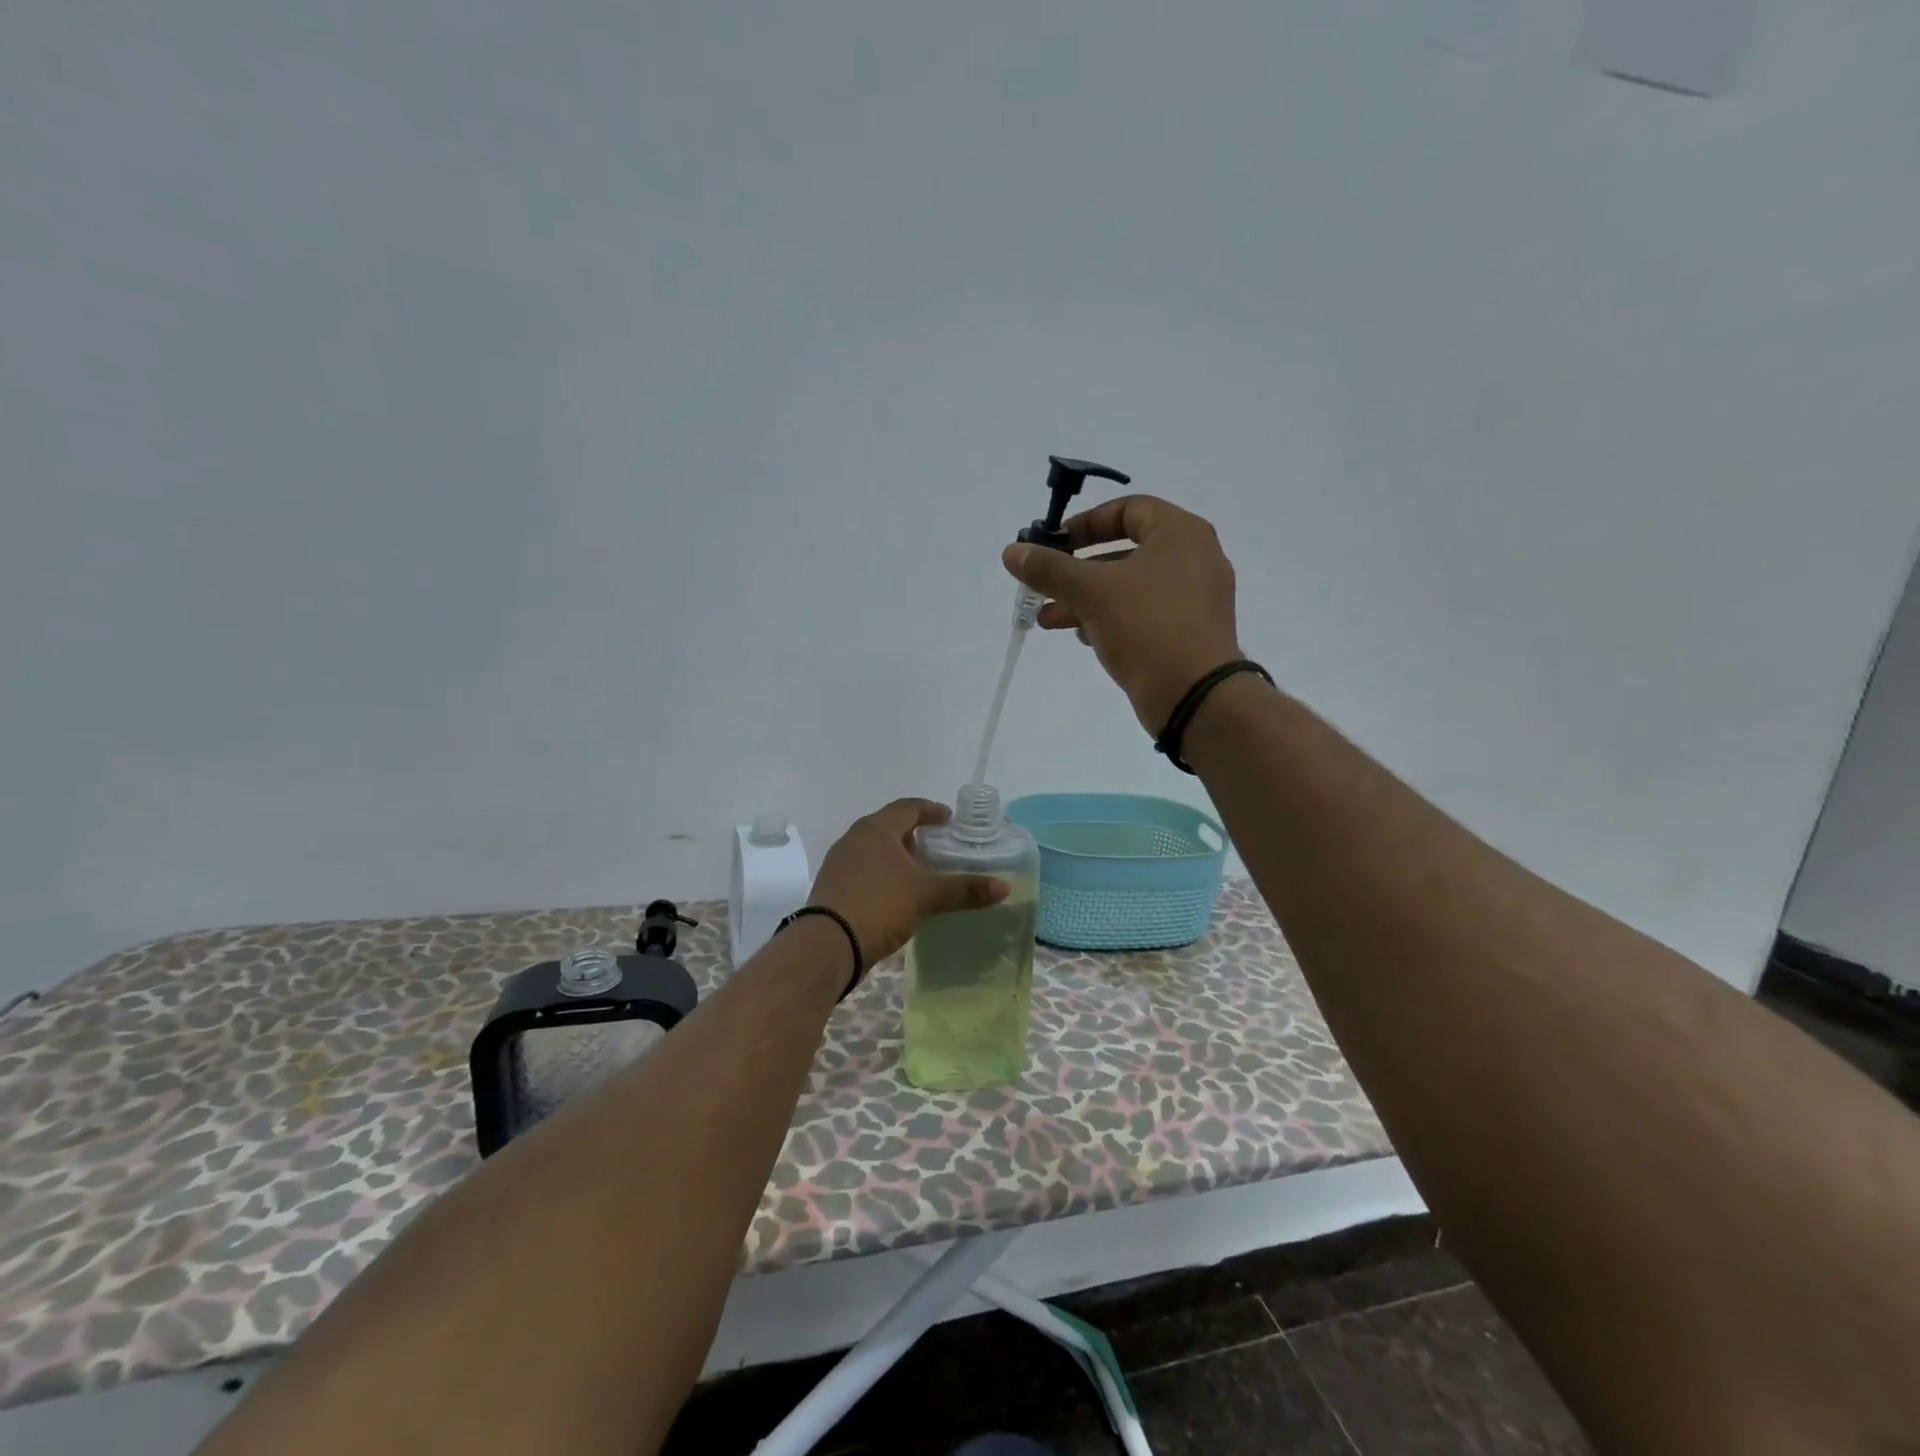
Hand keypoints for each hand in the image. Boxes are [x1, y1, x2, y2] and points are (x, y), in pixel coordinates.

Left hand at [808, 799, 1008, 964]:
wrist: (827, 944)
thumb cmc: (879, 905)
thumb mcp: (927, 896)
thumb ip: (965, 889)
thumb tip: (1004, 886)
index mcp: (876, 829)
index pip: (908, 808)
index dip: (931, 810)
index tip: (949, 820)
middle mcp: (854, 838)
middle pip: (889, 826)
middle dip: (914, 834)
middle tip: (937, 846)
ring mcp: (839, 862)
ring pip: (874, 849)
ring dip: (897, 855)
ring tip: (920, 871)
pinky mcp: (832, 886)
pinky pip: (863, 870)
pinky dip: (883, 874)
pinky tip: (896, 894)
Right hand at [1002, 495, 1244, 733]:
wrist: (1196, 696)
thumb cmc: (1147, 627)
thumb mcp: (1091, 592)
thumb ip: (1050, 568)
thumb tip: (1012, 552)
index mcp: (1181, 533)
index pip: (1128, 509)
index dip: (1085, 523)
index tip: (1053, 545)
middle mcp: (1194, 558)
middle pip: (1125, 551)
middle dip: (1077, 569)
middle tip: (1043, 584)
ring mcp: (1194, 598)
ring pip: (1130, 587)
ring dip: (1086, 598)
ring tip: (1047, 619)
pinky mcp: (1189, 632)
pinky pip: (1143, 614)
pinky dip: (1111, 619)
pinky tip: (1082, 637)